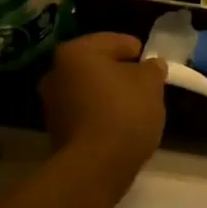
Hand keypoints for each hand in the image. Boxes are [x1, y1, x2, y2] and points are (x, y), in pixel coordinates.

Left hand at [39, 33, 166, 180]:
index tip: (154, 66)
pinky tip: (120, 127)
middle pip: (98, 66)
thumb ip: (152, 68)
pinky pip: (85, 113)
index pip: (114, 41)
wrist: (95, 166)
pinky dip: (102, 115)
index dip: (138, 51)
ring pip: (90, 90)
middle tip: (146, 87)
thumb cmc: (124, 113)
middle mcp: (56, 72)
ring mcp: (52, 103)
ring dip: (110, 95)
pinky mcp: (56, 130)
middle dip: (121, 74)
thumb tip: (151, 65)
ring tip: (136, 110)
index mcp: (77, 52)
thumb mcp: (151, 84)